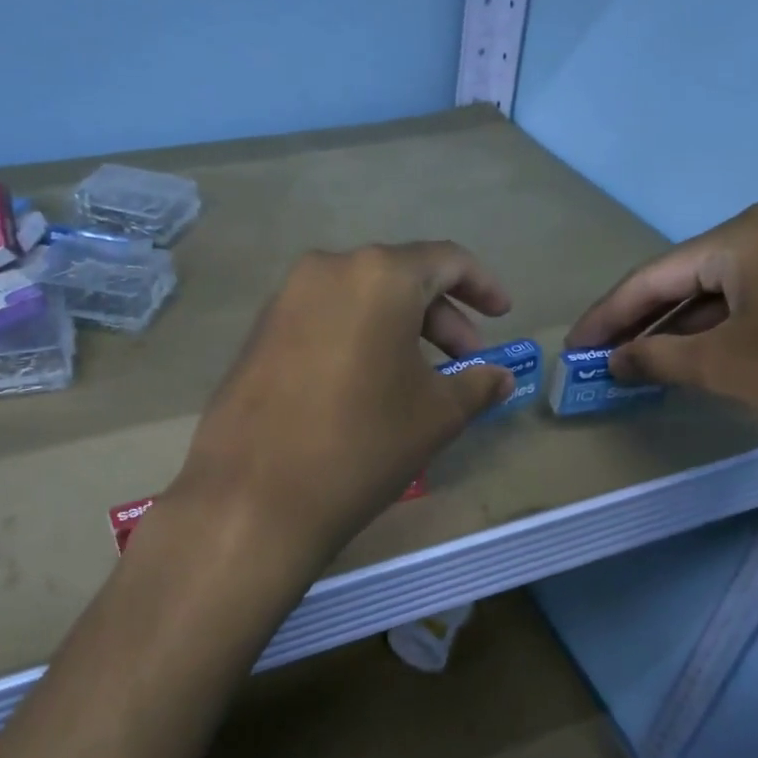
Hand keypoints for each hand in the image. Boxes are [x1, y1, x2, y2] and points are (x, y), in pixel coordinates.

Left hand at [172, 242, 516, 559]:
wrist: (254, 496)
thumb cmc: (362, 444)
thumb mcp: (435, 415)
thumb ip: (477, 385)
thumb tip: (500, 377)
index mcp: (378, 275)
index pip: (446, 260)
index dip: (482, 285)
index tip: (503, 315)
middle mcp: (327, 269)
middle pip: (400, 278)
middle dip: (441, 318)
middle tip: (463, 364)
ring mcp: (285, 299)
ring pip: (359, 300)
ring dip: (398, 330)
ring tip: (417, 380)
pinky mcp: (258, 332)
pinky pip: (324, 320)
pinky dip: (357, 339)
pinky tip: (365, 385)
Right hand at [566, 203, 757, 457]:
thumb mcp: (727, 369)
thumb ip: (658, 359)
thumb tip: (614, 361)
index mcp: (747, 236)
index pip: (653, 275)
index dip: (607, 317)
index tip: (575, 350)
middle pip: (689, 276)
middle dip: (645, 321)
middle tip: (607, 359)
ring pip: (728, 288)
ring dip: (686, 326)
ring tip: (649, 363)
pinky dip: (729, 326)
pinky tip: (711, 355)